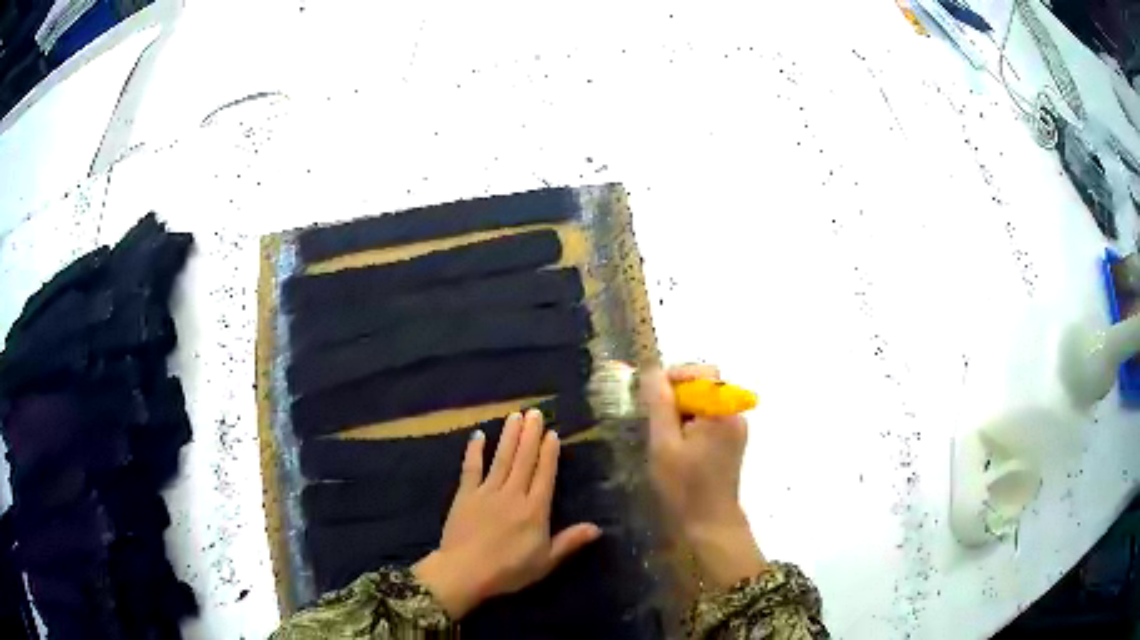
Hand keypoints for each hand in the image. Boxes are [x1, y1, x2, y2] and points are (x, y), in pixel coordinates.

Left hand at [412, 410, 601, 618]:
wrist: (465, 571)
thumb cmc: (509, 570)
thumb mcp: (546, 561)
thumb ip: (570, 542)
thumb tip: (598, 528)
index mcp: (535, 509)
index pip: (544, 474)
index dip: (549, 453)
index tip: (552, 433)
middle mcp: (513, 494)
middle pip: (524, 460)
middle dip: (531, 435)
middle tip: (535, 412)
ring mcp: (487, 492)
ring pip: (502, 458)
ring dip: (509, 436)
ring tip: (515, 415)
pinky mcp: (465, 494)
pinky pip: (471, 468)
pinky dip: (475, 451)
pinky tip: (479, 435)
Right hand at [641, 364, 766, 588]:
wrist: (710, 524)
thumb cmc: (684, 487)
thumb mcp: (663, 444)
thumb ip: (659, 403)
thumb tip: (651, 370)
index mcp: (722, 410)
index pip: (701, 372)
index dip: (674, 378)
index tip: (651, 399)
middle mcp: (735, 413)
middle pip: (704, 385)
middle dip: (676, 397)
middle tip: (653, 421)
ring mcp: (736, 428)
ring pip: (705, 402)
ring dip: (682, 411)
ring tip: (662, 437)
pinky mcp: (732, 441)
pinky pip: (710, 418)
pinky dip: (691, 424)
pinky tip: (676, 447)